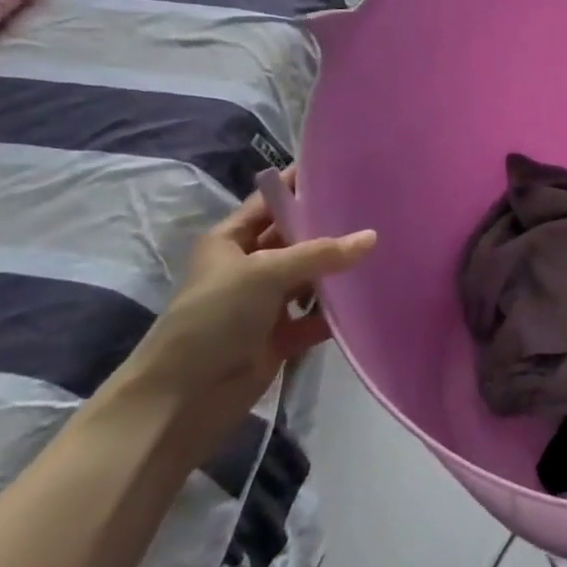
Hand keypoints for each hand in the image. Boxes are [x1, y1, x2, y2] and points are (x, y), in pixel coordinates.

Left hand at [109, 169, 375, 457]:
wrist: (182, 399)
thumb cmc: (214, 319)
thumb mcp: (264, 273)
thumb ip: (320, 253)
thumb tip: (371, 237)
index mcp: (230, 241)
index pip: (270, 202)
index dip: (300, 185)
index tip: (342, 168)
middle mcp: (248, 266)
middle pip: (295, 238)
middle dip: (330, 227)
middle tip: (377, 208)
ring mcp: (264, 303)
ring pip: (310, 277)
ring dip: (338, 271)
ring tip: (384, 249)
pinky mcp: (279, 336)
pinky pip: (316, 316)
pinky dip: (336, 312)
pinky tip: (369, 298)